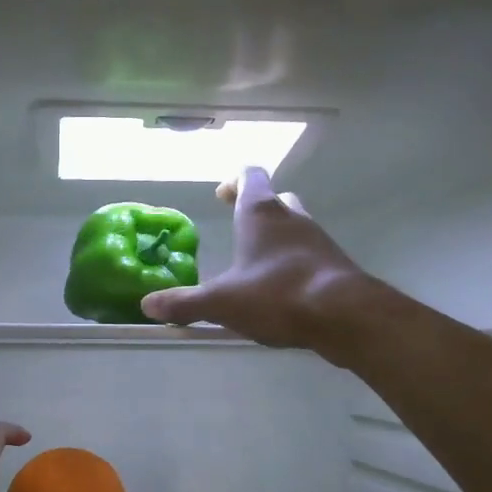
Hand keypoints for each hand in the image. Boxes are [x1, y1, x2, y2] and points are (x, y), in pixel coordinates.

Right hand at [140, 166, 369, 348]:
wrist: (344, 315)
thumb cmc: (276, 294)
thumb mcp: (221, 303)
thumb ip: (184, 303)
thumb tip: (147, 305)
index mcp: (261, 214)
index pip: (250, 177)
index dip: (234, 181)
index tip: (221, 195)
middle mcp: (292, 218)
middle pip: (276, 199)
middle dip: (257, 209)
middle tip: (239, 228)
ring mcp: (319, 240)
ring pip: (295, 227)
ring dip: (277, 238)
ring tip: (257, 265)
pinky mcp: (335, 265)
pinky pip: (310, 256)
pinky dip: (294, 264)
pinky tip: (283, 291)